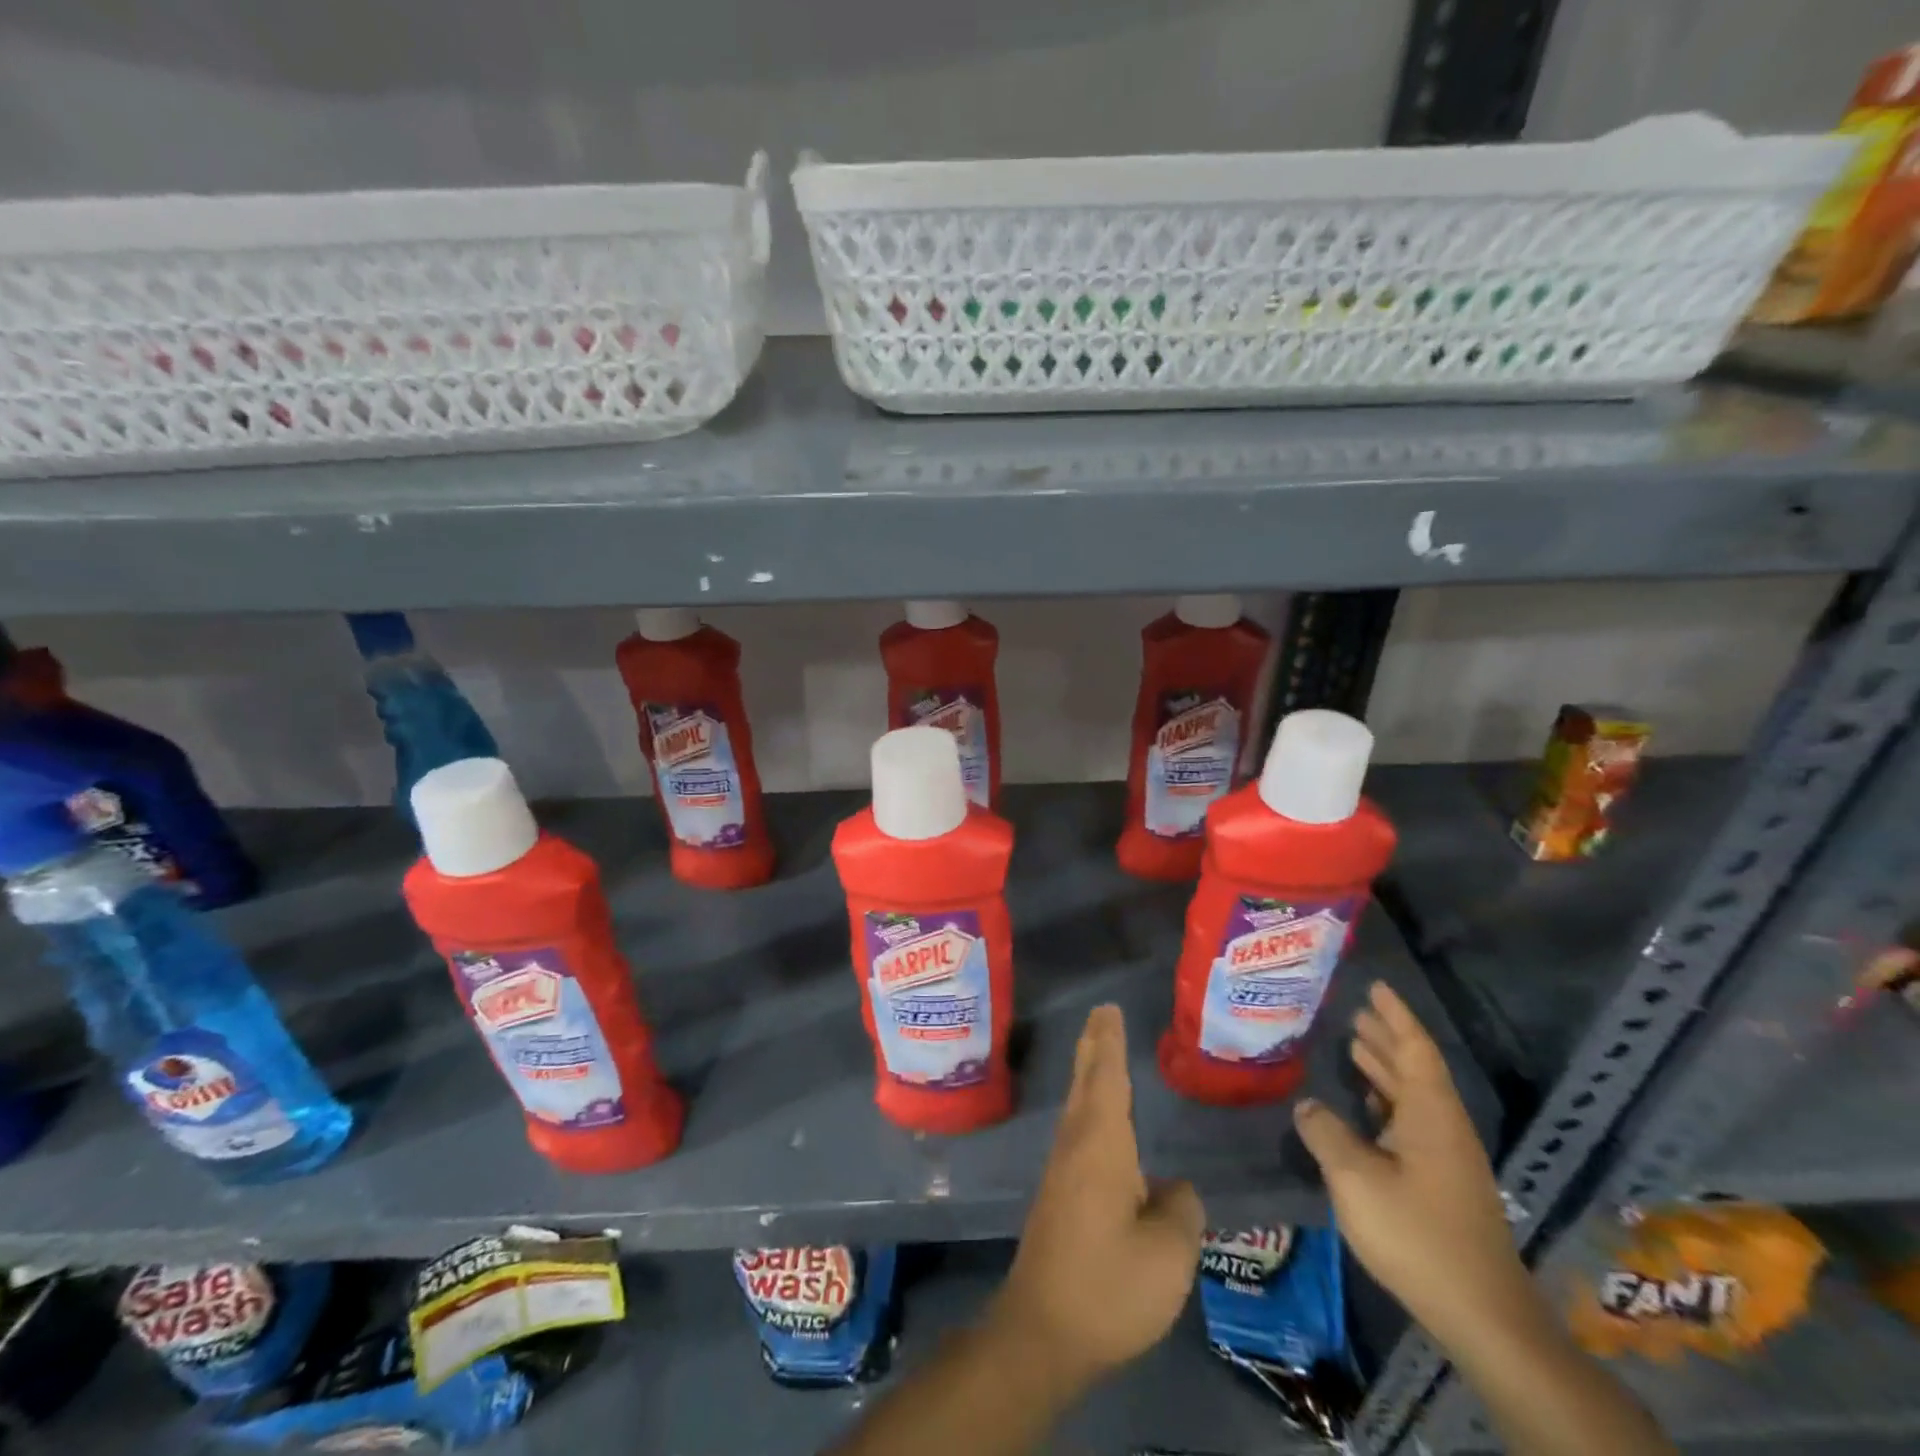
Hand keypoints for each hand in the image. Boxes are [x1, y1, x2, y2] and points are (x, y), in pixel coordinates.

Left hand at [991, 1004, 1205, 1391]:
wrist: (1042, 1331)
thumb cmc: (1109, 1285)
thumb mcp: (1168, 1254)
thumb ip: (1180, 1210)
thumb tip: (1174, 1190)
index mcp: (1101, 1144)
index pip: (1107, 1077)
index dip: (1109, 1042)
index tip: (1109, 1008)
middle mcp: (1076, 1145)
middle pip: (1085, 1082)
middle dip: (1094, 1046)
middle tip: (1101, 1014)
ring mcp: (1062, 1170)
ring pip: (1079, 1106)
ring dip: (1091, 1074)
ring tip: (1102, 1052)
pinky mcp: (1059, 1196)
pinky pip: (1079, 1133)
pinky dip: (1091, 1108)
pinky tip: (1103, 1125)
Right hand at [1292, 982, 1529, 1344]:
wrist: (1483, 1315)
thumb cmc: (1418, 1234)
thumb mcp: (1356, 1179)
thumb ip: (1326, 1133)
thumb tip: (1307, 1104)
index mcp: (1431, 1114)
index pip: (1414, 1049)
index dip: (1395, 1016)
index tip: (1375, 987)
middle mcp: (1444, 1127)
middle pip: (1416, 1068)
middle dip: (1386, 1038)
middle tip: (1355, 1011)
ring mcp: (1448, 1157)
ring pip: (1414, 1096)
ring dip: (1386, 1069)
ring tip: (1355, 1045)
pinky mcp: (1444, 1183)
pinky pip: (1413, 1122)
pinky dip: (1388, 1101)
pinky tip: (1367, 1107)